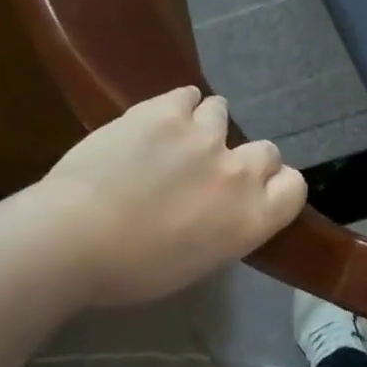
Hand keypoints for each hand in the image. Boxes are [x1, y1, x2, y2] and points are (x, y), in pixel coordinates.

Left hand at [35, 86, 306, 305]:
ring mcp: (205, 135)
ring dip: (205, 125)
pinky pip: (188, 95)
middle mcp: (240, 172)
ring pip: (221, 113)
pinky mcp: (167, 110)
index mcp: (252, 217)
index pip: (294, 186)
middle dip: (243, 157)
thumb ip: (226, 227)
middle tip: (208, 170)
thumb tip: (223, 209)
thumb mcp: (197, 263)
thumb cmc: (130, 270)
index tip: (254, 191)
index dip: (277, 185)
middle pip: (267, 149)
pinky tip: (158, 120)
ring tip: (175, 140)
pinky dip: (178, 105)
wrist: (71, 239)